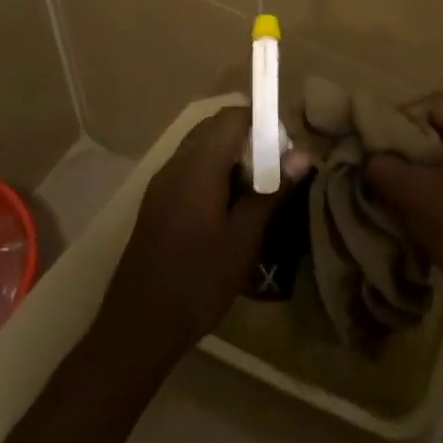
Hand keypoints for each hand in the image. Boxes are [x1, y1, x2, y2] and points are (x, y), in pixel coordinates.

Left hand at [99, 106, 281, 364]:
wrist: (139, 325)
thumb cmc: (198, 279)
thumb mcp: (244, 238)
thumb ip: (272, 191)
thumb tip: (303, 155)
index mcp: (198, 165)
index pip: (232, 116)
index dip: (262, 122)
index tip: (285, 149)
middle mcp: (176, 164)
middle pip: (215, 128)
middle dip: (248, 138)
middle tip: (275, 169)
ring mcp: (162, 183)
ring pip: (201, 148)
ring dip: (230, 157)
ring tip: (256, 190)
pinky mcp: (156, 203)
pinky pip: (189, 169)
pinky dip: (213, 173)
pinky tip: (228, 208)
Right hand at [365, 94, 442, 335]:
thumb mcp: (413, 194)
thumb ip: (383, 167)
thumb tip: (368, 159)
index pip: (430, 104)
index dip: (400, 118)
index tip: (379, 144)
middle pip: (438, 126)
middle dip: (407, 144)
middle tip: (382, 164)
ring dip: (419, 166)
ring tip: (395, 186)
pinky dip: (436, 182)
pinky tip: (418, 204)